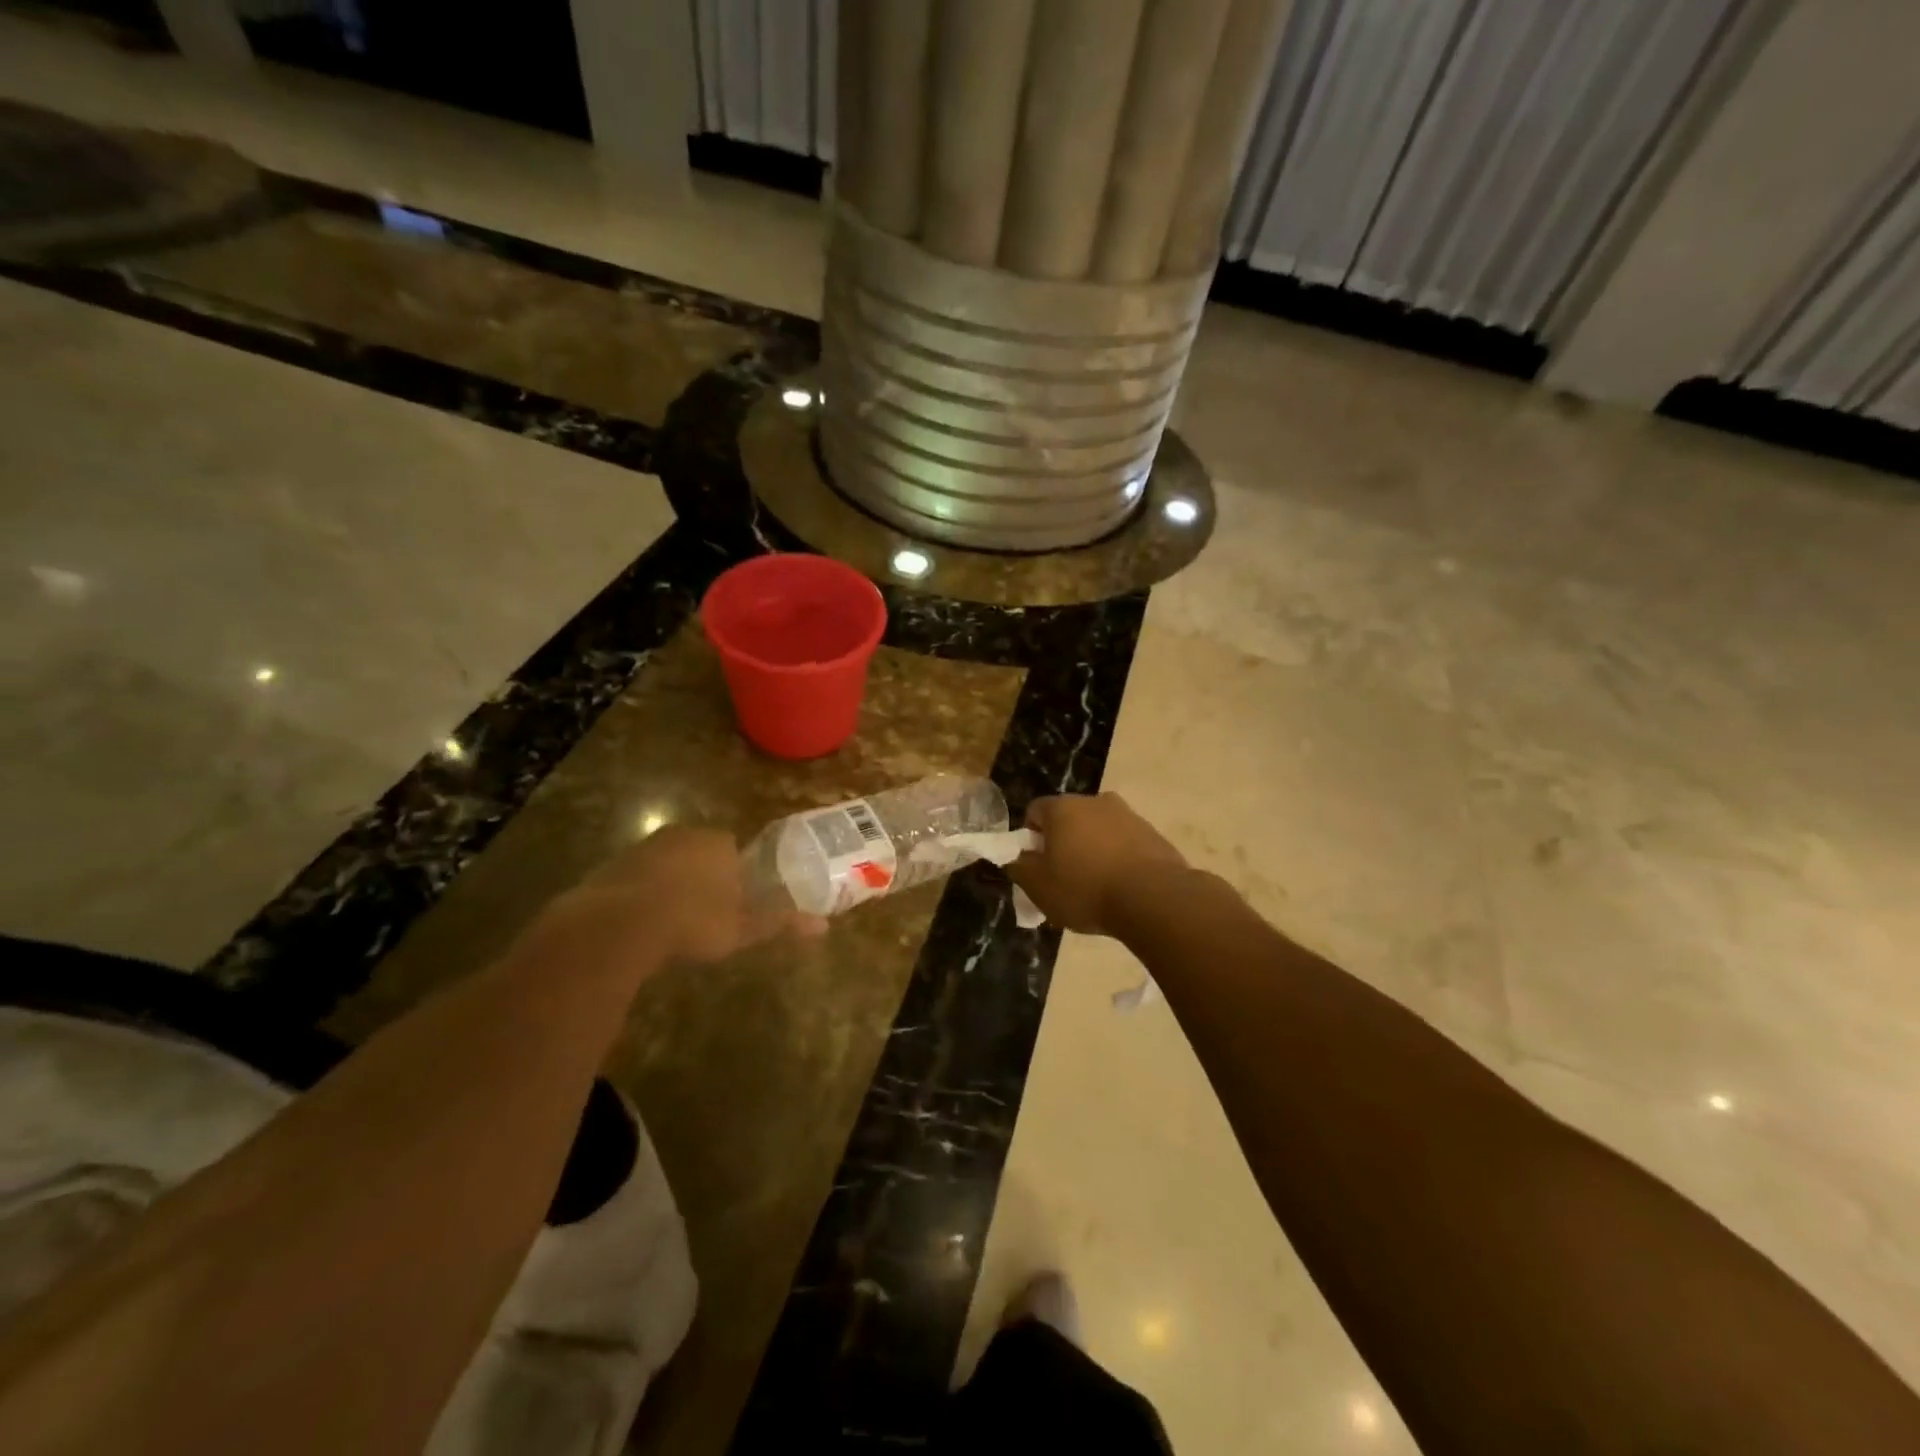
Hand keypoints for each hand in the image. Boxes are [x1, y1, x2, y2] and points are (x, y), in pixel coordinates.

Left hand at [523, 826, 824, 974]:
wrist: (617, 925)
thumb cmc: (693, 920)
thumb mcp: (741, 928)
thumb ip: (779, 923)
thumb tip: (823, 926)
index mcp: (717, 842)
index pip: (733, 849)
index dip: (736, 876)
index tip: (734, 903)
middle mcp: (681, 835)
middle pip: (700, 854)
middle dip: (703, 879)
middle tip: (705, 916)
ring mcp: (642, 848)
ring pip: (667, 864)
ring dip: (671, 886)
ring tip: (674, 925)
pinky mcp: (611, 866)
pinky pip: (637, 879)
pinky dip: (642, 896)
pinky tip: (643, 926)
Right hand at [1008, 793, 1186, 936]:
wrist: (1154, 898)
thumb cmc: (1085, 889)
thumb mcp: (1038, 886)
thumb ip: (1019, 867)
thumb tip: (1016, 856)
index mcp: (1062, 808)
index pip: (1035, 811)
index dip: (1031, 838)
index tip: (1037, 866)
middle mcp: (1095, 801)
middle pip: (1069, 819)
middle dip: (1063, 843)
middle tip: (1064, 879)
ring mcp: (1128, 815)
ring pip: (1099, 830)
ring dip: (1093, 850)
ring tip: (1097, 887)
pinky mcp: (1153, 833)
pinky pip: (1125, 843)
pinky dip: (1119, 859)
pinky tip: (1122, 888)